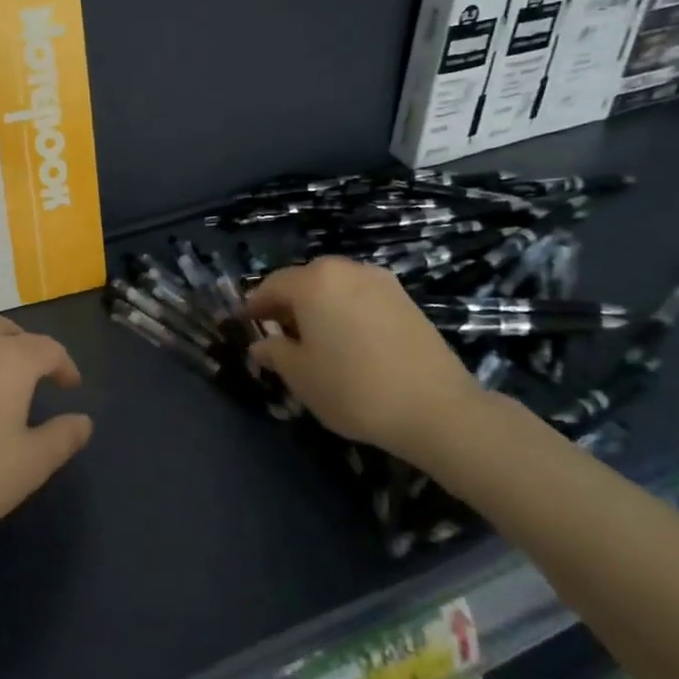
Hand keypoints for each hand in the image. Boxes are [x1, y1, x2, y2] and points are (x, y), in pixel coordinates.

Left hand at [0, 316, 92, 569]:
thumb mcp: (31, 464)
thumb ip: (63, 437)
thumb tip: (83, 420)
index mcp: (9, 360)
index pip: (48, 348)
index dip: (65, 366)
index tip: (72, 388)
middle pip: (7, 329)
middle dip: (29, 346)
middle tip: (40, 374)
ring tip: (6, 384)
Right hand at [246, 256, 482, 459]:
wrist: (435, 408)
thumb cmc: (353, 388)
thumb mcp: (301, 376)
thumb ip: (275, 353)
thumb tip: (261, 345)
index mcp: (314, 283)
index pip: (272, 285)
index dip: (254, 305)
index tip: (243, 322)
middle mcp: (346, 270)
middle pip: (305, 280)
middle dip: (287, 302)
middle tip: (277, 331)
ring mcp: (380, 282)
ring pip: (335, 286)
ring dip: (317, 305)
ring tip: (312, 337)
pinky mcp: (405, 299)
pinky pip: (360, 296)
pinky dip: (344, 309)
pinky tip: (346, 339)